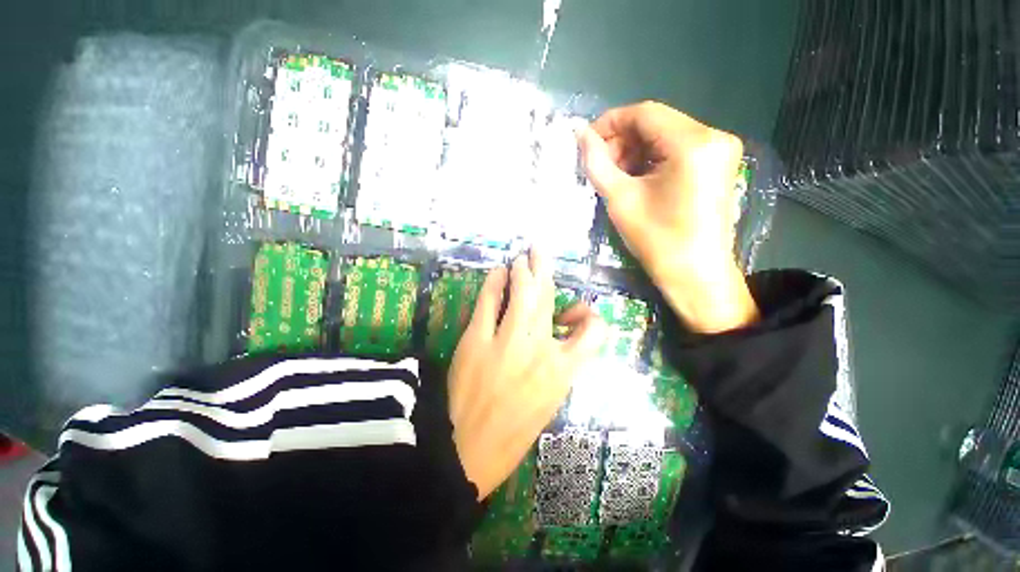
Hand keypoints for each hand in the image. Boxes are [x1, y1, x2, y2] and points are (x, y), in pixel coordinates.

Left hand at [448, 250, 605, 498]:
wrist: (469, 449)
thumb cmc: (515, 429)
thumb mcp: (552, 400)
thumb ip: (563, 362)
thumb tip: (560, 330)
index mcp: (563, 371)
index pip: (596, 331)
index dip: (590, 315)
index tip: (575, 311)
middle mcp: (540, 351)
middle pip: (549, 298)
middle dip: (544, 267)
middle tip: (539, 250)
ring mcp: (507, 343)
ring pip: (522, 293)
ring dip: (522, 270)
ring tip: (521, 258)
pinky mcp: (476, 341)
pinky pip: (489, 302)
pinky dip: (494, 282)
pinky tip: (497, 272)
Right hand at [577, 101, 758, 332]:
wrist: (696, 275)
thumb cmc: (657, 240)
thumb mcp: (621, 200)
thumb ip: (597, 162)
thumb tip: (578, 133)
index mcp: (693, 143)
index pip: (644, 113)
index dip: (610, 123)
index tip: (586, 141)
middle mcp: (713, 136)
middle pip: (657, 123)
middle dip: (622, 140)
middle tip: (598, 164)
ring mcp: (720, 150)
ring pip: (665, 136)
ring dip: (635, 151)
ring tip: (614, 175)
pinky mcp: (718, 165)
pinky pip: (677, 150)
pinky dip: (651, 160)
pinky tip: (635, 178)